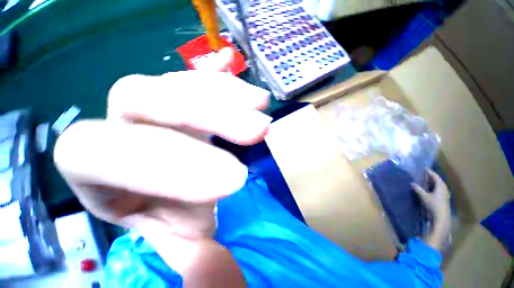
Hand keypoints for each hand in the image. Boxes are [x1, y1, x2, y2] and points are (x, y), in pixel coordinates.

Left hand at [54, 47, 269, 286]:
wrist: (193, 209)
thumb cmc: (182, 234)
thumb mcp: (186, 258)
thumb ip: (192, 265)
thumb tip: (207, 254)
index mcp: (105, 182)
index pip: (105, 157)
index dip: (169, 165)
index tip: (234, 179)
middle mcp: (124, 134)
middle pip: (142, 100)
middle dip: (208, 115)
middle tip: (260, 128)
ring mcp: (158, 111)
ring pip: (175, 83)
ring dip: (223, 94)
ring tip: (260, 101)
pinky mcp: (187, 103)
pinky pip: (196, 79)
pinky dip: (217, 75)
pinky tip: (231, 63)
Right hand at [412, 169, 450, 220]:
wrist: (441, 217)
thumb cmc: (434, 205)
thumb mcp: (424, 197)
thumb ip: (418, 189)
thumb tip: (412, 183)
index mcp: (441, 186)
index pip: (435, 176)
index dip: (430, 172)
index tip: (424, 168)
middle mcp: (444, 189)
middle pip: (437, 180)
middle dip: (431, 177)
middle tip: (424, 173)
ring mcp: (444, 194)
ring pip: (438, 185)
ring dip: (432, 182)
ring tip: (425, 180)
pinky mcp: (443, 199)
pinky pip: (438, 190)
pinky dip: (432, 187)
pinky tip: (428, 189)